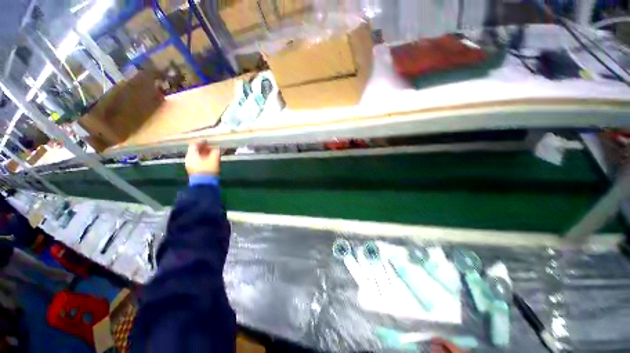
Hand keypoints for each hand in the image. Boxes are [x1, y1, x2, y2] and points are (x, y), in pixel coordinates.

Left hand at [185, 141, 220, 175]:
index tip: (207, 141)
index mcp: (192, 154)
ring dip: (202, 154)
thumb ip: (216, 153)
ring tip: (210, 154)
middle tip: (210, 147)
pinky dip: (201, 159)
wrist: (204, 183)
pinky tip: (208, 160)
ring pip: (195, 156)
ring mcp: (189, 165)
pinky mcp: (192, 170)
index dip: (201, 142)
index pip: (194, 145)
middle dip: (202, 148)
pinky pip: (196, 161)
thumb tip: (218, 148)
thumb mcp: (214, 160)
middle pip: (194, 150)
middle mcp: (189, 158)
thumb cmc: (208, 169)